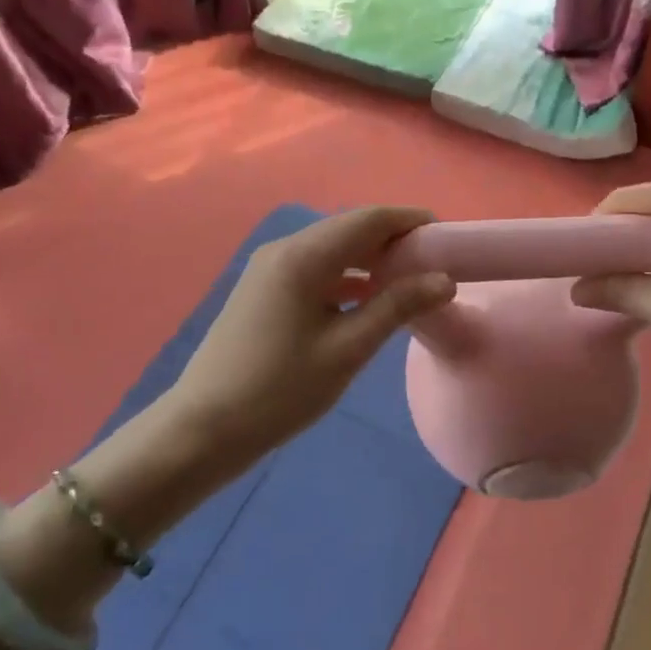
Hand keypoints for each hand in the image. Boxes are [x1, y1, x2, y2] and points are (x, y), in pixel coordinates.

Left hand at [165, 208, 453, 467]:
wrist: (202, 430)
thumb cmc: (280, 390)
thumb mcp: (347, 350)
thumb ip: (397, 307)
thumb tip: (444, 280)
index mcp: (303, 256)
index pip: (368, 219)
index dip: (410, 221)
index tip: (447, 236)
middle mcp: (284, 249)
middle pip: (349, 228)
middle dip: (393, 239)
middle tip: (433, 262)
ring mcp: (269, 268)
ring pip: (331, 248)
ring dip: (370, 258)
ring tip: (408, 280)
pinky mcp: (263, 289)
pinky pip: (315, 268)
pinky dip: (346, 275)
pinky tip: (367, 298)